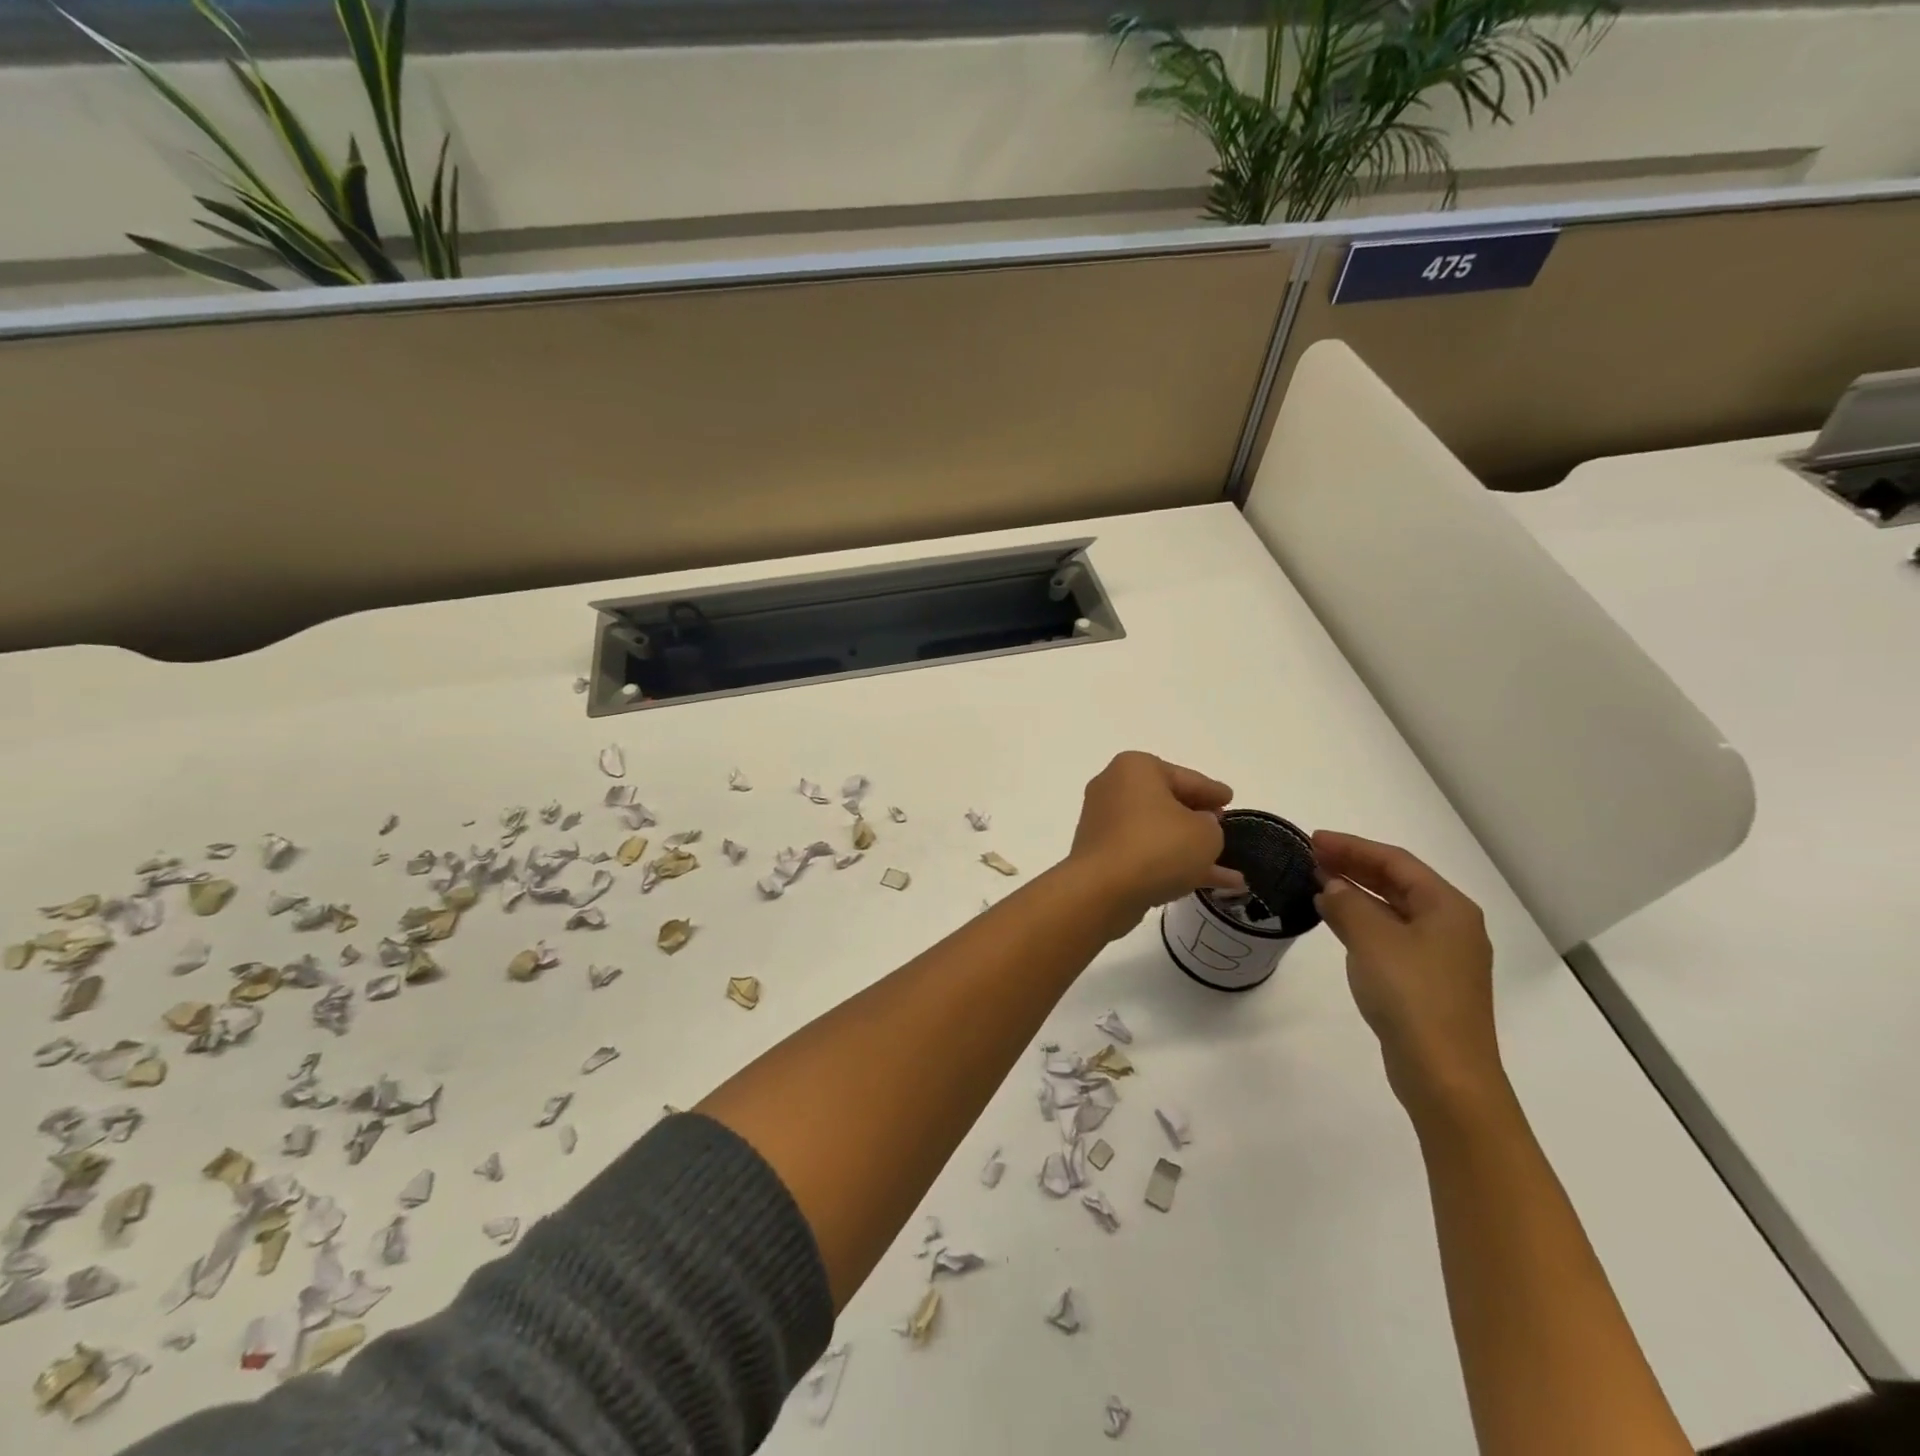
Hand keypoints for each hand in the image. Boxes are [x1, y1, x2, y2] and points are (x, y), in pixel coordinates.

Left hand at [1067, 752, 1244, 939]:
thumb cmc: (1157, 847)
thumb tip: (1197, 827)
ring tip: (1228, 866)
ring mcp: (1105, 824)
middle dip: (1198, 818)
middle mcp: (1115, 789)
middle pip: (1168, 802)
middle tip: (1222, 826)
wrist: (1101, 891)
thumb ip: (1210, 825)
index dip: (1212, 790)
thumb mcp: (1205, 833)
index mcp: (1136, 768)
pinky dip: (1173, 865)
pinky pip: (1146, 854)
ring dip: (1190, 848)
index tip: (1229, 797)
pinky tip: (1210, 885)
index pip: (1186, 777)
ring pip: (1158, 833)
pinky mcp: (1102, 855)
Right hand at [1312, 830, 1505, 1120]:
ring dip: (1356, 892)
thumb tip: (1331, 886)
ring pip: (1393, 909)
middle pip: (1397, 882)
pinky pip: (1390, 934)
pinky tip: (1336, 920)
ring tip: (1316, 881)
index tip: (1313, 839)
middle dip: (1354, 865)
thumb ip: (1347, 903)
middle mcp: (1450, 925)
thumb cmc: (1412, 995)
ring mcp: (1440, 955)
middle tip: (1311, 855)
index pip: (1396, 861)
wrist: (1444, 1073)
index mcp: (1448, 907)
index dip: (1353, 846)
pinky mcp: (1426, 980)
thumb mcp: (1372, 939)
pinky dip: (1362, 920)